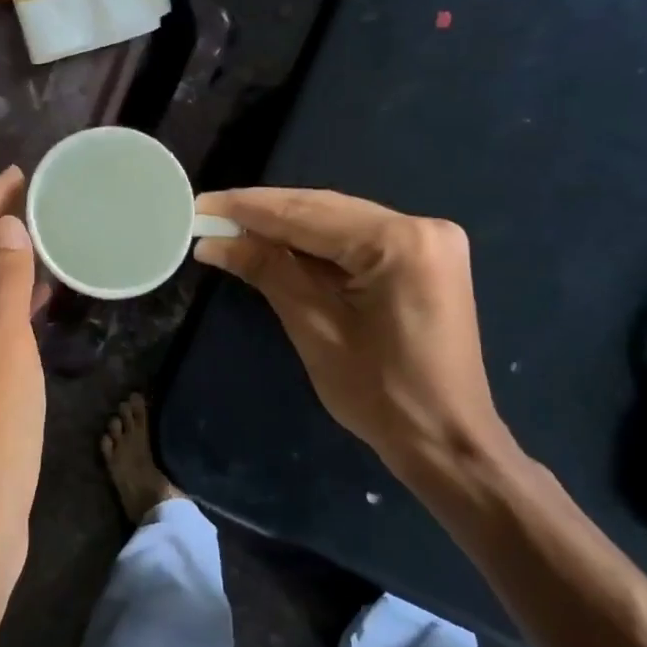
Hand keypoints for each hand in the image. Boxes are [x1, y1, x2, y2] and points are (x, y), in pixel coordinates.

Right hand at [193, 188, 519, 491]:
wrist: (446, 442)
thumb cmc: (380, 395)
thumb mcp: (314, 328)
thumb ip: (268, 271)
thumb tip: (213, 241)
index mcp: (399, 242)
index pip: (306, 214)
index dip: (247, 209)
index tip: (200, 204)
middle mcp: (420, 226)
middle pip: (323, 209)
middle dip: (263, 213)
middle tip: (208, 213)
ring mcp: (427, 240)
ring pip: (338, 221)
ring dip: (285, 227)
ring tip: (231, 227)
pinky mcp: (424, 258)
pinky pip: (356, 239)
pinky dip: (315, 244)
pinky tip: (276, 245)